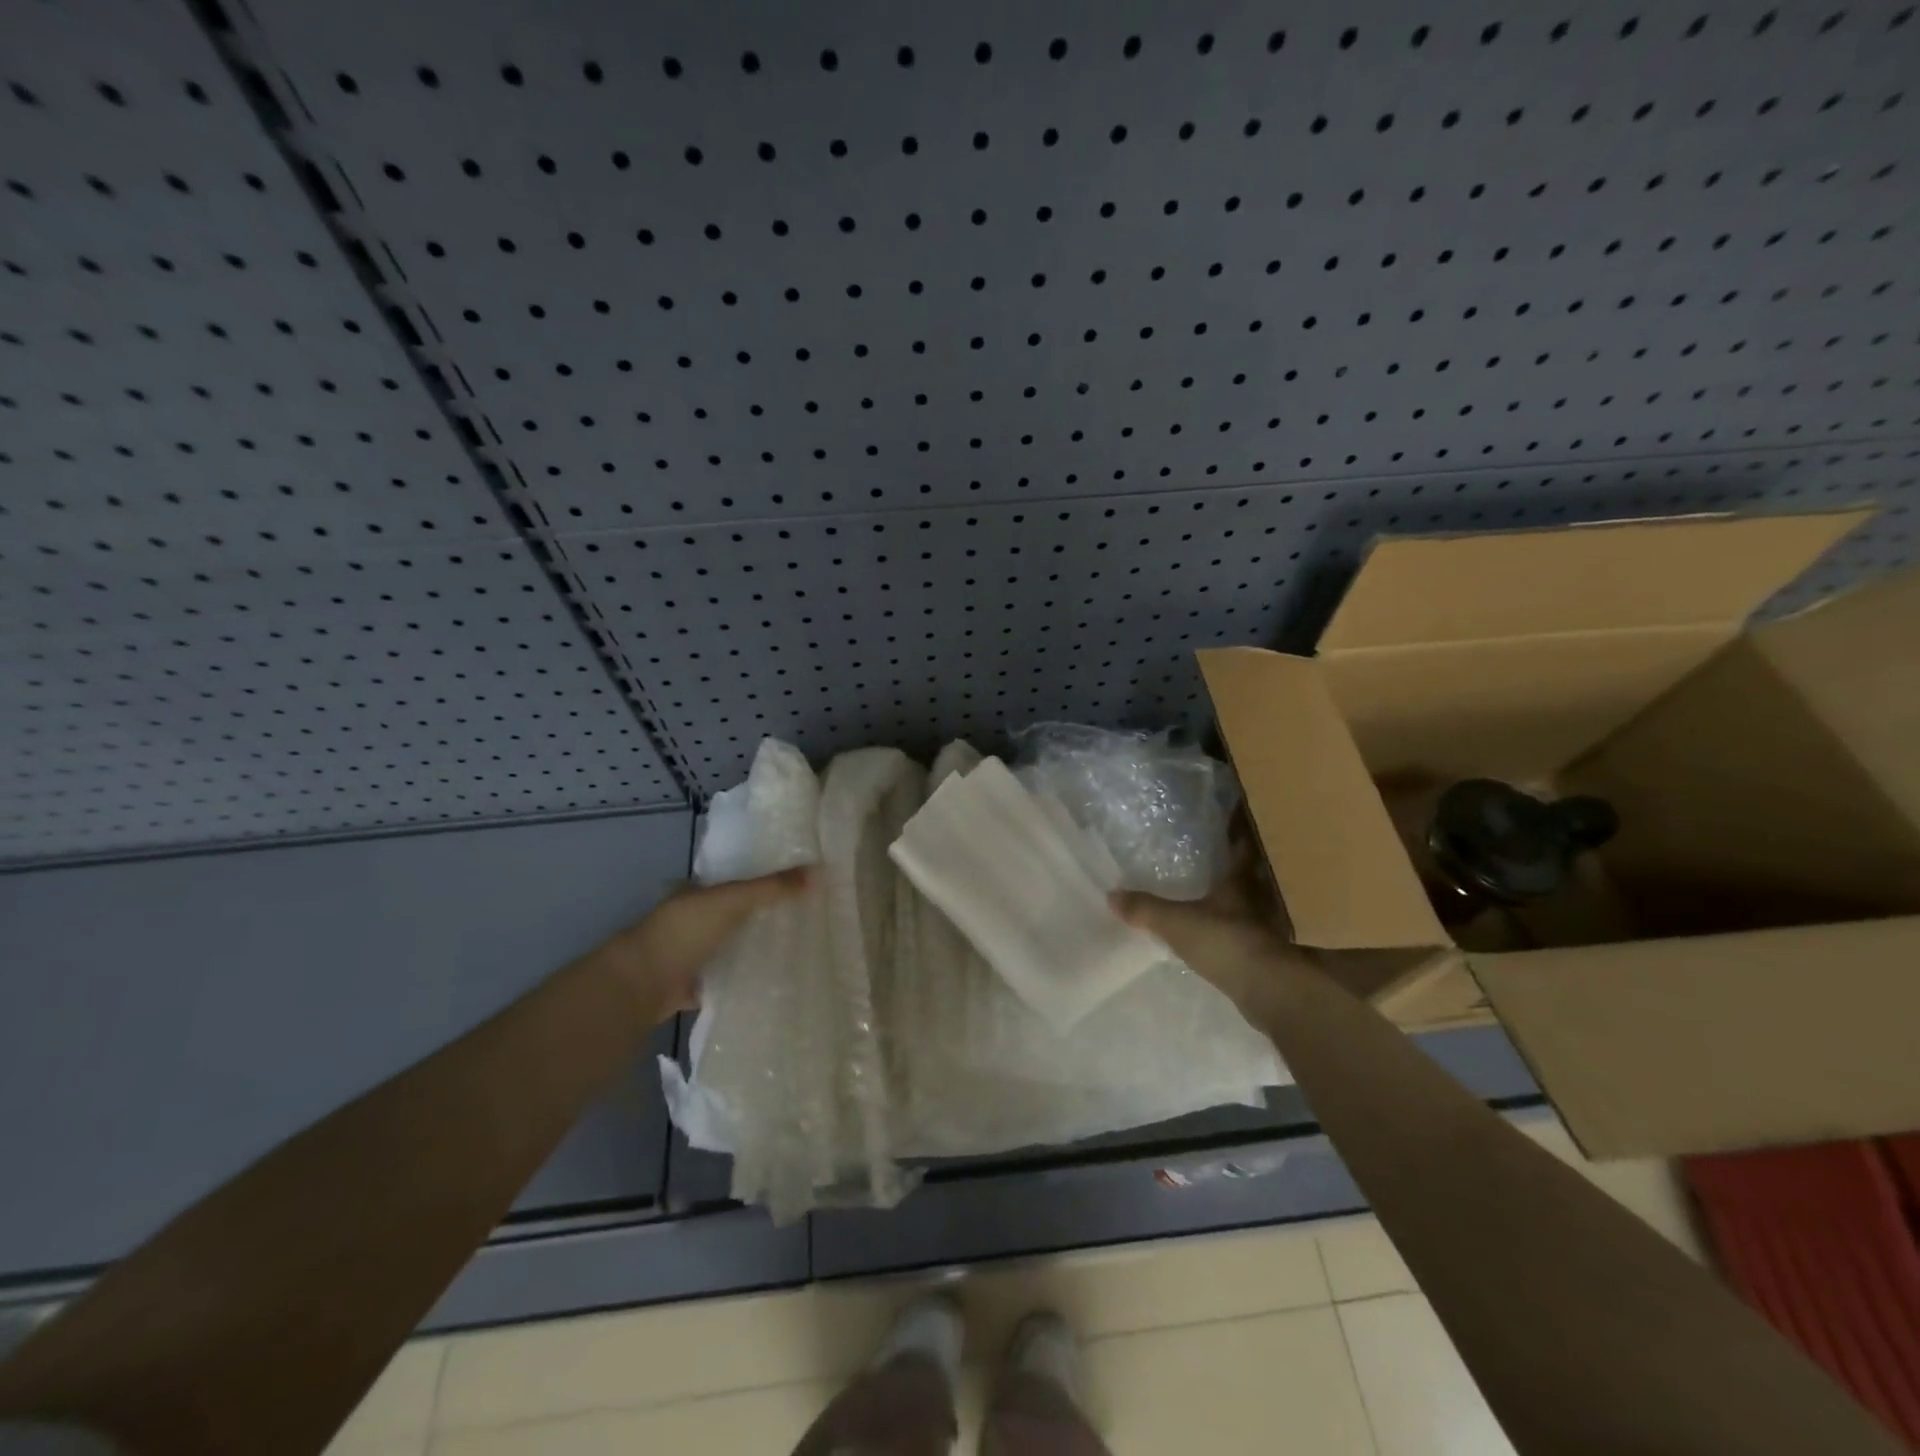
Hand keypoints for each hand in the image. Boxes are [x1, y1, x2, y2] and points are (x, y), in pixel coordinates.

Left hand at [600, 868, 811, 1019]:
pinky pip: (726, 977)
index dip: (760, 881)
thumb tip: (819, 871)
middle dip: (761, 915)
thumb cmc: (685, 930)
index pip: (733, 881)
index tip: (794, 886)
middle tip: (803, 916)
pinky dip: (744, 978)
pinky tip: (772, 979)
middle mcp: (691, 920)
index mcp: (695, 892)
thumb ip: (772, 887)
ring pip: (730, 945)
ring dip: (753, 946)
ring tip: (796, 946)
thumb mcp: (733, 899)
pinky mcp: (693, 985)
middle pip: (733, 914)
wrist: (644, 984)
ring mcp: (690, 954)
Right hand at [1111, 842, 1309, 1012]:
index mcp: (1240, 882)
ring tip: (1212, 898)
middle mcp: (1257, 899)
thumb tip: (1111, 894)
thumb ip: (1145, 909)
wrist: (1268, 990)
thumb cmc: (1224, 941)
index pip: (1240, 850)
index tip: (1225, 828)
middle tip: (1211, 862)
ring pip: (1249, 906)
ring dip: (1236, 902)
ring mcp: (1264, 929)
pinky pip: (1247, 934)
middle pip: (1247, 878)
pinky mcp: (1264, 956)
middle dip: (1233, 870)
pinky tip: (1219, 935)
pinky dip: (1235, 931)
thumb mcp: (1175, 922)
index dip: (1235, 838)